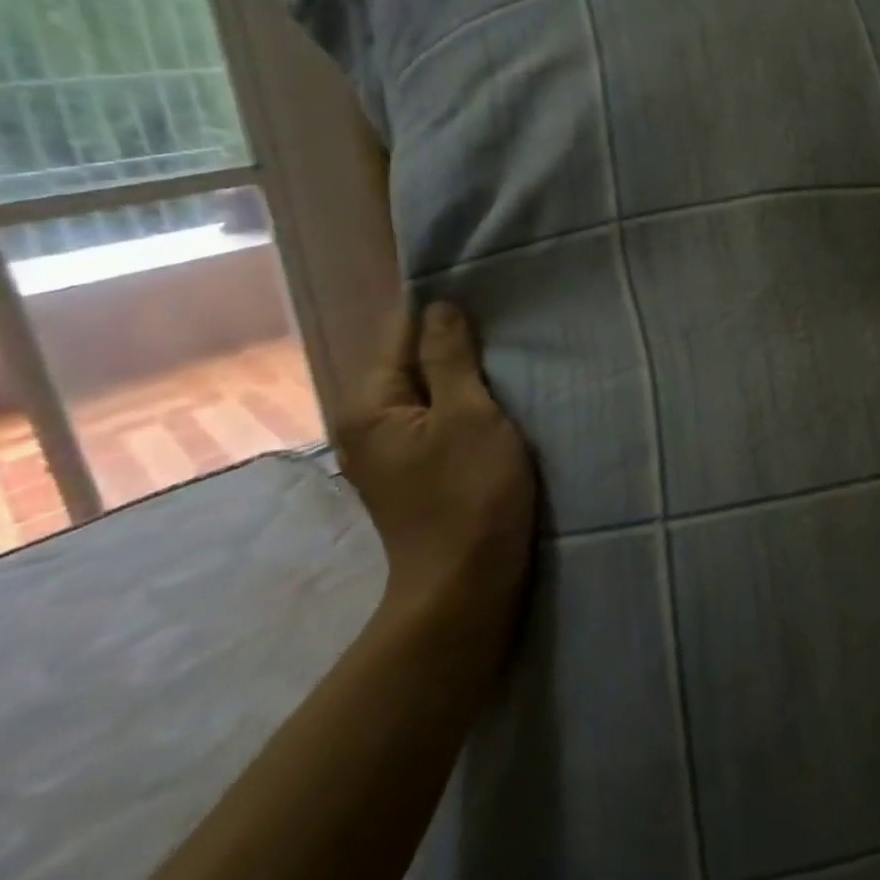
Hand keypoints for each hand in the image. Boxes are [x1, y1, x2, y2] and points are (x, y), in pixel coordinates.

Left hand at [339, 302, 537, 626]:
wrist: (467, 585)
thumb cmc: (470, 494)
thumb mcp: (469, 415)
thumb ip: (451, 357)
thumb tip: (439, 306)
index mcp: (369, 404)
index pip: (401, 332)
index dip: (442, 311)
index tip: (488, 294)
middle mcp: (369, 422)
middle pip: (414, 362)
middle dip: (457, 343)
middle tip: (508, 324)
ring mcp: (392, 450)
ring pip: (432, 391)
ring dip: (466, 375)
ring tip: (510, 354)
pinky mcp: (418, 470)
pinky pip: (440, 419)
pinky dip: (467, 404)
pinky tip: (500, 399)